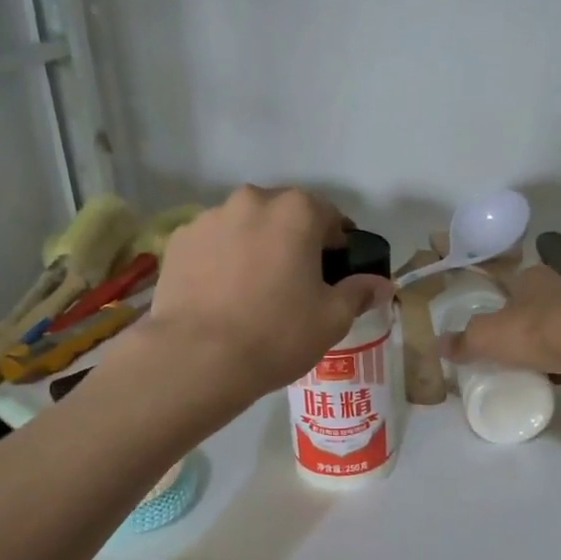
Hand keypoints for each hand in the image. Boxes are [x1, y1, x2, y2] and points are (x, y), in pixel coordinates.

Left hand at [147, 186, 392, 395]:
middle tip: (295, 282)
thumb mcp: (332, 319)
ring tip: (254, 292)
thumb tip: (381, 284)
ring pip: (245, 227)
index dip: (337, 244)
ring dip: (255, 247)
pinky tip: (222, 296)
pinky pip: (213, 245)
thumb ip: (359, 292)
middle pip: (283, 215)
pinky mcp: (178, 242)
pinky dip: (222, 260)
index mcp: (296, 211)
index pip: (329, 216)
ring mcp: (209, 218)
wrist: (197, 358)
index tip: (335, 272)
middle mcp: (251, 201)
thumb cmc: (277, 334)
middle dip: (294, 241)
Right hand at [444, 265, 560, 379]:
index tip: (496, 322)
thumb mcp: (485, 337)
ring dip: (552, 336)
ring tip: (539, 362)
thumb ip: (463, 341)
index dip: (502, 300)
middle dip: (528, 319)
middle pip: (539, 300)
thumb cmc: (532, 331)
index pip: (513, 282)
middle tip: (514, 345)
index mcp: (531, 276)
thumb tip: (439, 345)